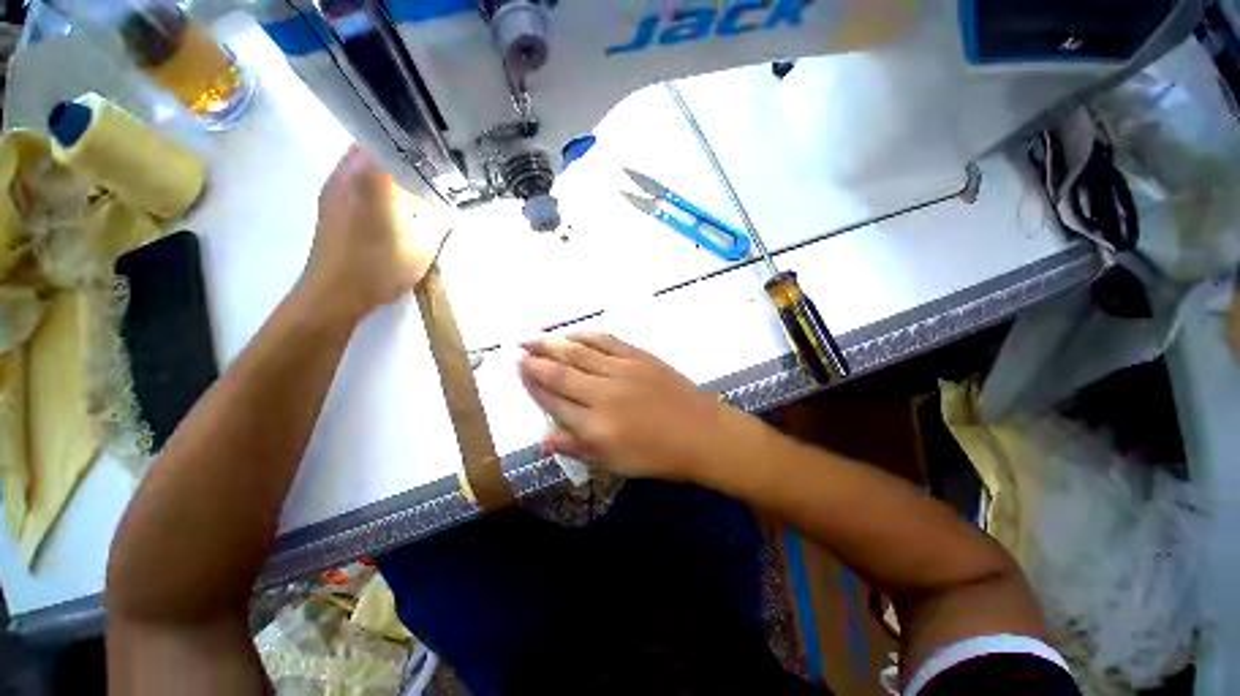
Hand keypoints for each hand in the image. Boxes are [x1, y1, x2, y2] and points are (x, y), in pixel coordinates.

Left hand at [299, 147, 448, 321]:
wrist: (333, 294)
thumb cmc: (378, 270)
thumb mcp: (421, 250)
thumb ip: (438, 226)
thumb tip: (449, 211)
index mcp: (371, 180)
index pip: (389, 140)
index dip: (413, 141)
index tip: (434, 150)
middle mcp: (346, 175)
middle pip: (373, 146)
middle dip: (400, 154)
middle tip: (427, 171)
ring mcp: (333, 188)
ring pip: (360, 161)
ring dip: (385, 169)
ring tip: (412, 187)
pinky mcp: (329, 204)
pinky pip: (353, 178)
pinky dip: (373, 182)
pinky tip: (391, 205)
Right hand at [518, 333, 742, 480]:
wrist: (701, 434)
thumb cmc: (658, 456)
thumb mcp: (615, 463)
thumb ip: (577, 449)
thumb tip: (542, 441)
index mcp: (595, 426)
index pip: (554, 401)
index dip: (534, 386)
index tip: (519, 371)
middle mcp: (603, 394)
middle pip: (561, 373)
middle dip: (536, 360)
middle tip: (518, 349)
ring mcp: (622, 371)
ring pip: (579, 352)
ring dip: (553, 343)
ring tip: (534, 337)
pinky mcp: (639, 357)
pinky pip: (606, 341)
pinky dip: (586, 335)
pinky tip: (573, 333)